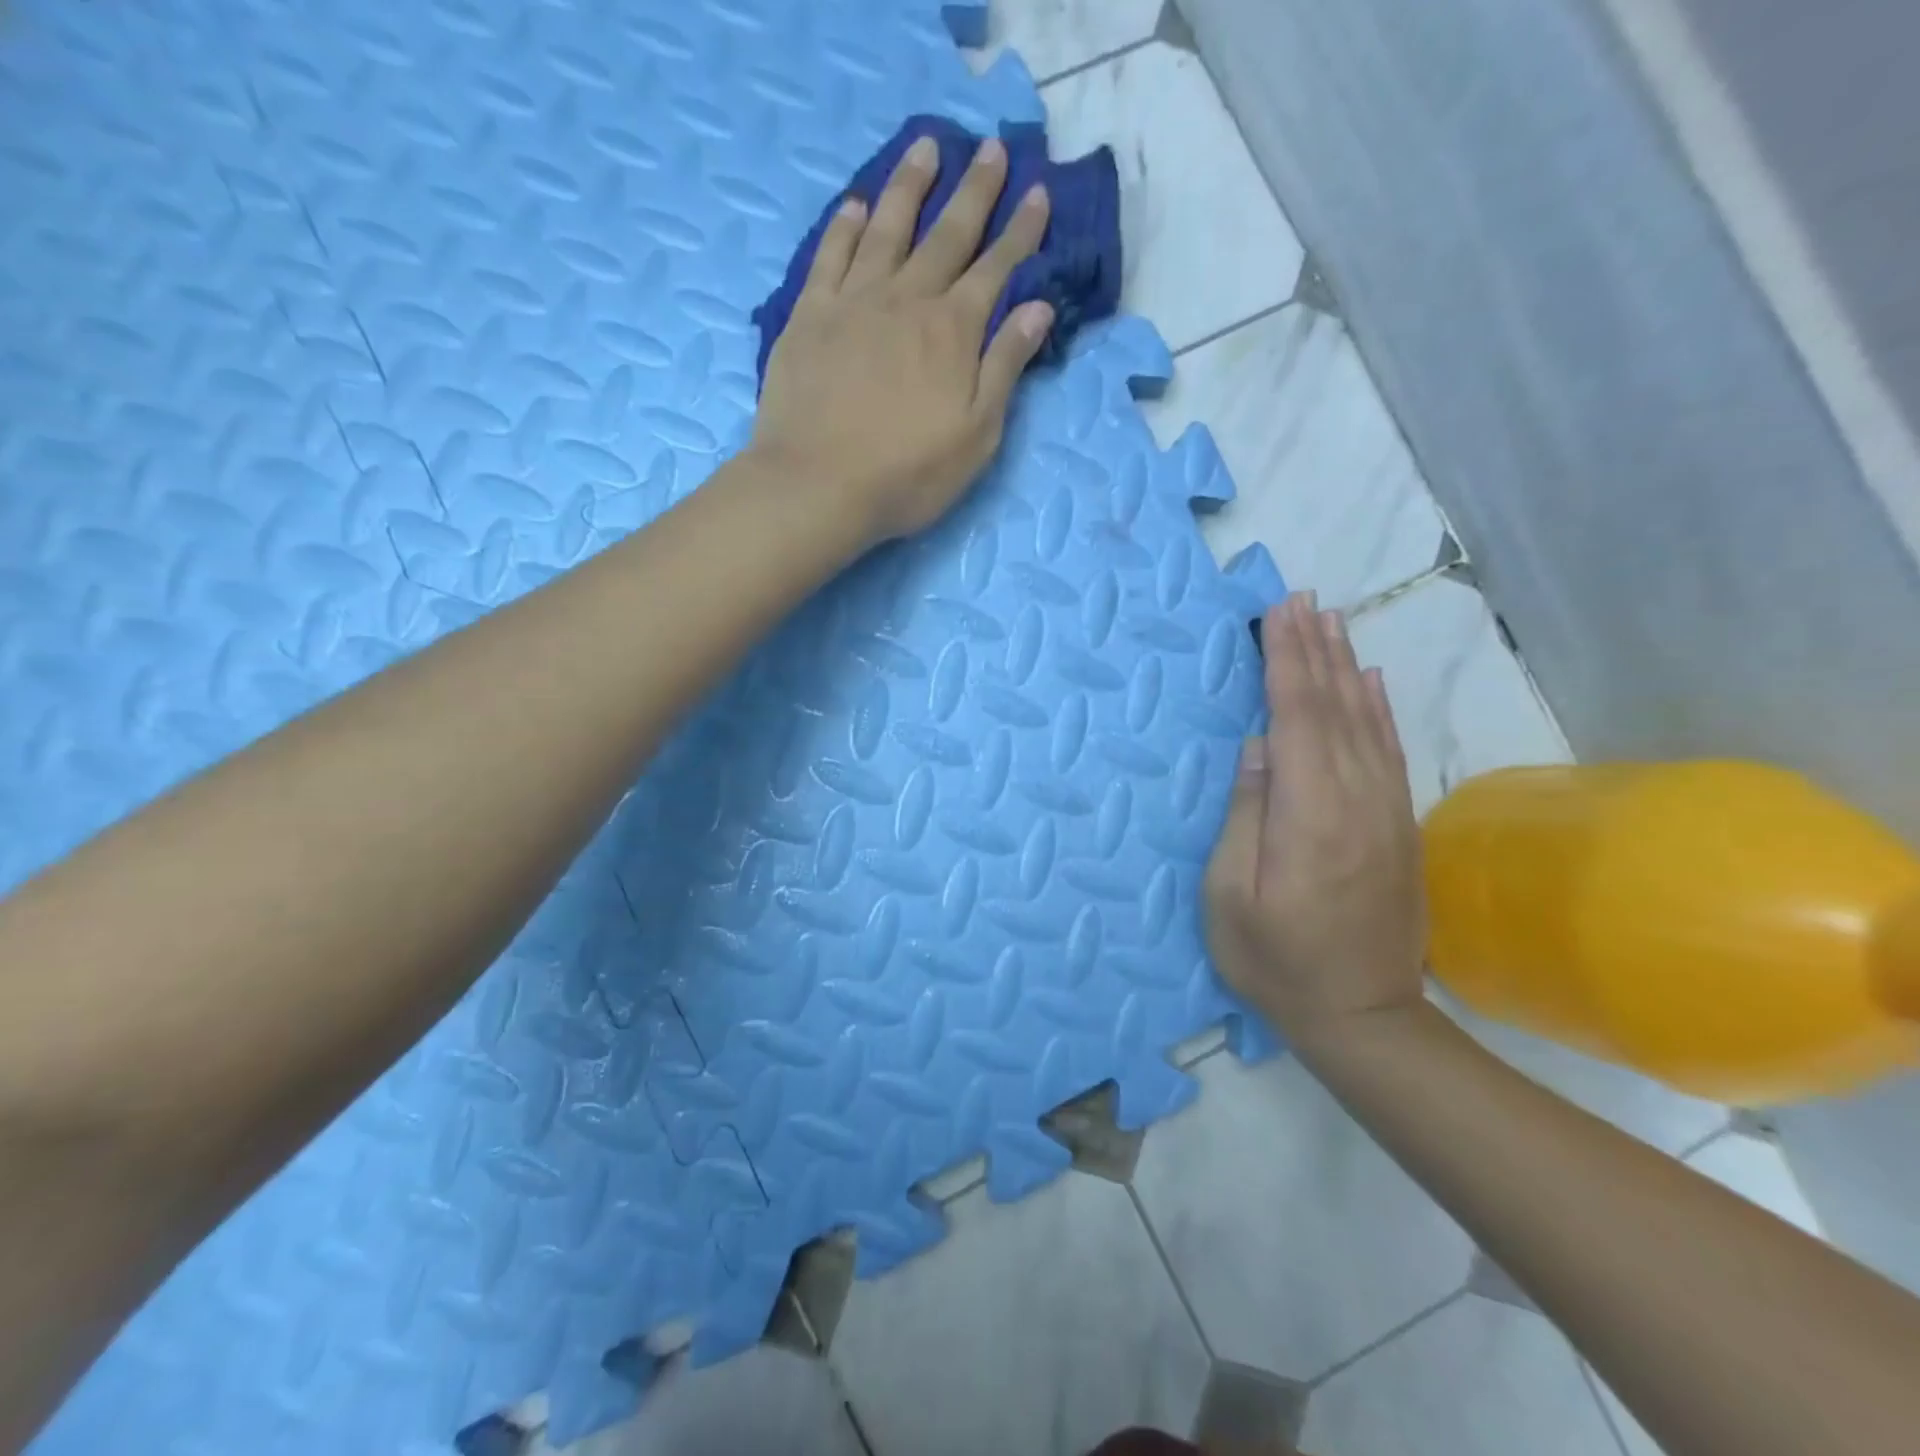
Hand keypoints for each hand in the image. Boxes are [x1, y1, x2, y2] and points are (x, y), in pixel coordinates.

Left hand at [750, 134, 1055, 545]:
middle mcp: (907, 300)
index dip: (1021, 231)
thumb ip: (1005, 368)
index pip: (996, 269)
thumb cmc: (907, 474)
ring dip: (910, 186)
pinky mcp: (809, 316)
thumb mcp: (976, 435)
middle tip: (992, 148)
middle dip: (975, 191)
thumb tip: (1036, 309)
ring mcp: (853, 302)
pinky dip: (846, 226)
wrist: (818, 485)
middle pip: (947, 234)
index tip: (1038, 192)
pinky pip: (830, 255)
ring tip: (925, 146)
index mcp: (953, 331)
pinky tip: (856, 205)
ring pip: (888, 228)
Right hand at [1205, 593, 1426, 1044]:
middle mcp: (1356, 801)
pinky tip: (1370, 683)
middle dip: (1316, 649)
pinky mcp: (1399, 827)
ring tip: (1332, 622)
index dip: (1287, 662)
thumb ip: (1246, 817)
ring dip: (1347, 668)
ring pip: (1366, 722)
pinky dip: (1378, 710)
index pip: (1297, 719)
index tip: (1279, 613)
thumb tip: (1258, 749)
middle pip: (1335, 708)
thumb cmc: (1276, 961)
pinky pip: (1389, 752)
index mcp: (1309, 816)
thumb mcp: (1230, 898)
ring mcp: (1386, 812)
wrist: (1364, 1018)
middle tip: (1302, 599)